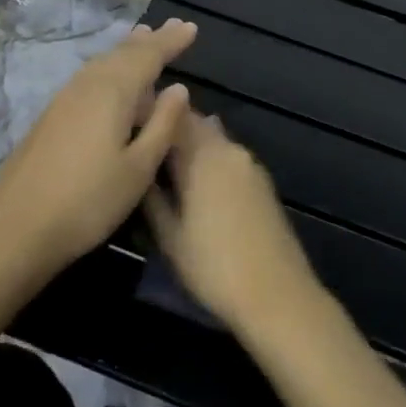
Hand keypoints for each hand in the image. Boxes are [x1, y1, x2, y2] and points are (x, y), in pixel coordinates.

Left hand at [0, 19, 196, 269]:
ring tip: (142, 38)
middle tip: (172, 27)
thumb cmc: (88, 202)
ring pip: (101, 63)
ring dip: (125, 50)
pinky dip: (107, 67)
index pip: (148, 56)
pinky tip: (108, 77)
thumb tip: (178, 89)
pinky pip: (88, 77)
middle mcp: (87, 86)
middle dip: (150, 40)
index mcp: (112, 93)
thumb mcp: (138, 169)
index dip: (171, 42)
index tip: (191, 27)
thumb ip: (163, 125)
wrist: (16, 229)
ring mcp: (63, 100)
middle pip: (122, 54)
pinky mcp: (50, 117)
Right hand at [144, 110, 322, 330]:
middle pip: (195, 124)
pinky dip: (209, 156)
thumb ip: (152, 195)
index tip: (128, 119)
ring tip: (163, 157)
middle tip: (142, 137)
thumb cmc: (213, 267)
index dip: (150, 112)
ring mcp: (250, 164)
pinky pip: (228, 155)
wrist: (277, 294)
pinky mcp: (262, 181)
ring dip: (190, 140)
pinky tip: (195, 177)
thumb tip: (140, 167)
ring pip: (213, 138)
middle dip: (170, 125)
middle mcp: (228, 150)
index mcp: (203, 156)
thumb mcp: (170, 236)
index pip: (173, 118)